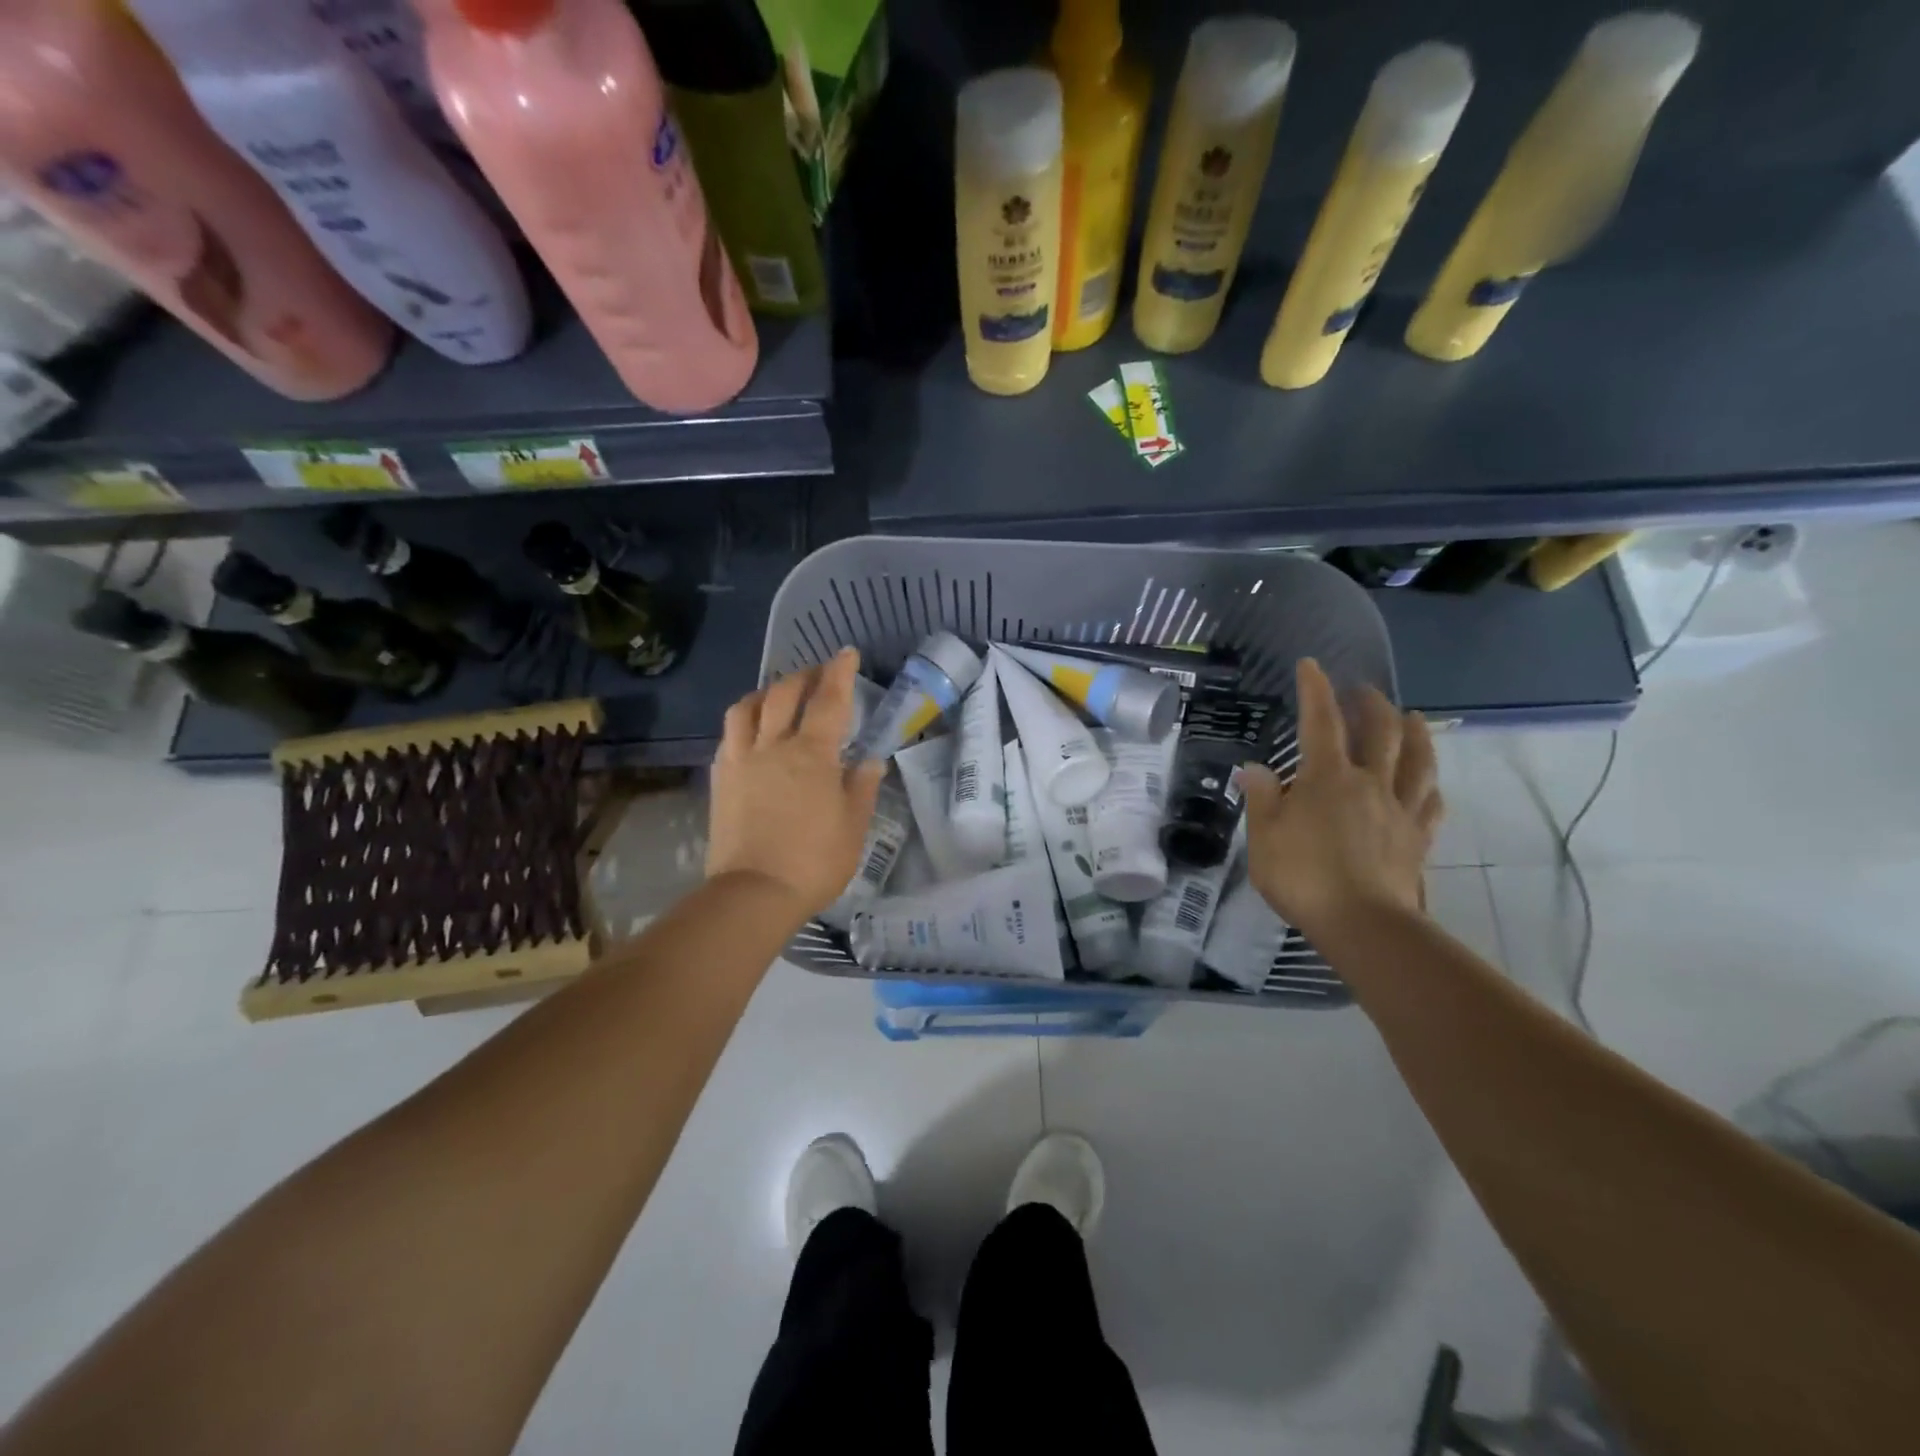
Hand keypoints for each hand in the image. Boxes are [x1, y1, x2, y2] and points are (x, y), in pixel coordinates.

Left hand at [707, 647, 885, 923]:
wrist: (754, 893)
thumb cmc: (814, 861)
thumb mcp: (853, 827)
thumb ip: (862, 788)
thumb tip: (870, 761)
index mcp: (812, 754)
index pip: (828, 701)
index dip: (839, 673)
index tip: (846, 653)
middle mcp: (773, 746)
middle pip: (784, 694)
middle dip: (804, 675)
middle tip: (818, 673)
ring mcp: (741, 760)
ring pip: (747, 707)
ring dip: (767, 692)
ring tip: (779, 695)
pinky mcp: (721, 779)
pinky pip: (730, 735)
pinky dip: (744, 721)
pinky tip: (751, 730)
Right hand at [1239, 658, 1443, 938]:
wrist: (1362, 924)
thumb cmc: (1303, 876)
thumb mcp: (1264, 836)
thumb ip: (1262, 798)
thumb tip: (1255, 768)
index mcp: (1327, 777)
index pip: (1320, 721)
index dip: (1315, 690)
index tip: (1311, 665)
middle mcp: (1369, 783)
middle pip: (1380, 732)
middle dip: (1371, 704)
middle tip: (1363, 690)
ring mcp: (1399, 810)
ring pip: (1416, 760)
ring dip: (1415, 733)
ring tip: (1413, 717)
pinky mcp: (1417, 839)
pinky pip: (1430, 804)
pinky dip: (1429, 787)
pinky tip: (1430, 784)